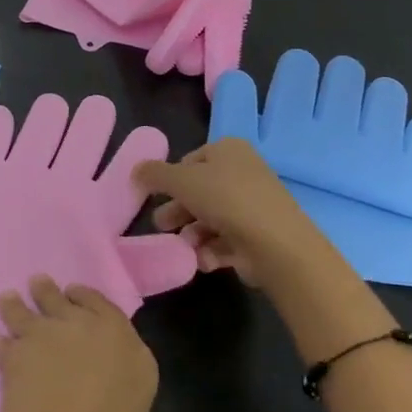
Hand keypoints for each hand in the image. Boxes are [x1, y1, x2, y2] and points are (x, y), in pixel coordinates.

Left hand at [0, 275, 158, 411]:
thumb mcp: (131, 404)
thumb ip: (115, 373)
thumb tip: (96, 368)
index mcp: (125, 341)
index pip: (101, 304)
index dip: (84, 298)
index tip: (73, 295)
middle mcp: (87, 327)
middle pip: (62, 299)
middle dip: (48, 294)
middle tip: (38, 286)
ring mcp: (49, 334)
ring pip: (27, 308)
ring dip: (17, 305)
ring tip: (8, 300)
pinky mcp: (16, 350)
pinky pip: (5, 341)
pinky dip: (3, 346)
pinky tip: (0, 347)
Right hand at [134, 138, 336, 290]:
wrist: (275, 243)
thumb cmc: (225, 199)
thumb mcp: (180, 180)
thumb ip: (154, 174)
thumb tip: (136, 170)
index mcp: (229, 150)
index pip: (192, 160)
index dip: (172, 178)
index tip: (157, 196)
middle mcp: (244, 173)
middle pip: (201, 191)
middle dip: (179, 210)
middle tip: (161, 225)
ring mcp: (254, 205)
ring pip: (212, 218)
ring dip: (193, 234)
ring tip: (183, 247)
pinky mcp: (259, 235)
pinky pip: (227, 240)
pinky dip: (212, 250)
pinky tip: (204, 260)